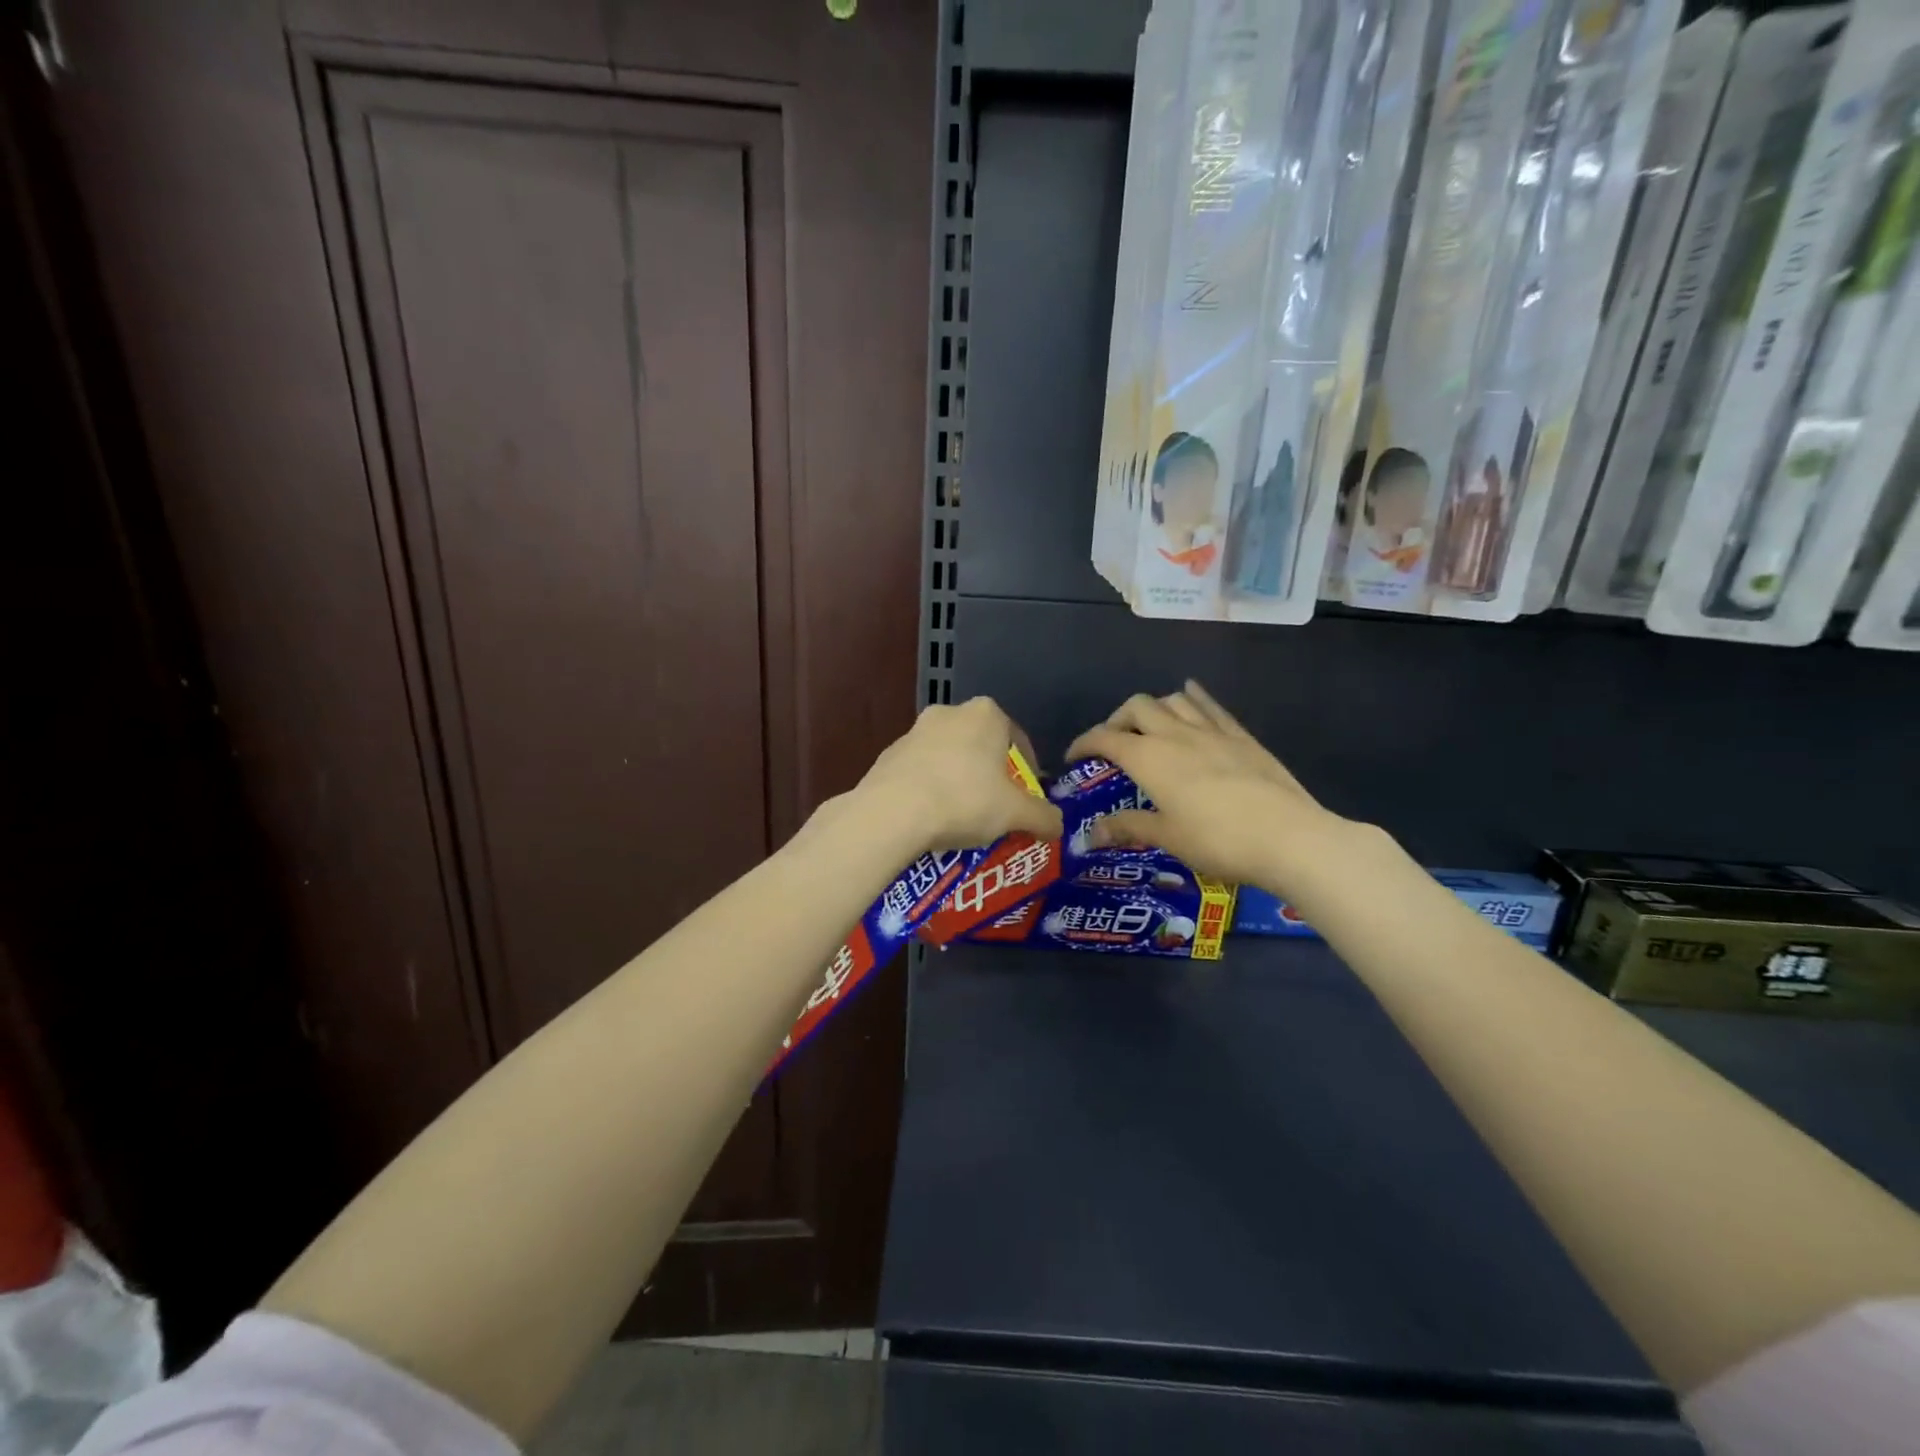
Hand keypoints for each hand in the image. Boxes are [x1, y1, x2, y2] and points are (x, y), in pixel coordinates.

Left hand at [851, 697, 1062, 855]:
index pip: (1018, 740)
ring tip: (962, 820)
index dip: (1027, 773)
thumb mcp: (1017, 814)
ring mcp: (914, 731)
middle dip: (990, 777)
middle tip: (996, 811)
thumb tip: (1058, 826)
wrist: (893, 812)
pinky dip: (930, 790)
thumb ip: (1045, 817)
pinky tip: (931, 819)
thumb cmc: (966, 800)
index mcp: (987, 714)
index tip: (1025, 801)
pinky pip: (920, 773)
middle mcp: (950, 712)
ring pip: (949, 759)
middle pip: (981, 747)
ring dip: (958, 782)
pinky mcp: (889, 754)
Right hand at [1065, 680, 1351, 890]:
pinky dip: (1194, 698)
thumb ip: (1128, 827)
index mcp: (1149, 758)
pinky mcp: (1241, 736)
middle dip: (1117, 720)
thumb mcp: (1167, 838)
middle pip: (1136, 707)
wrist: (1289, 837)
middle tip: (1114, 745)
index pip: (1105, 738)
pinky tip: (1191, 696)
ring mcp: (1211, 731)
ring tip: (1150, 728)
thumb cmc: (1218, 841)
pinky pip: (1211, 706)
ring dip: (1153, 708)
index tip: (1074, 757)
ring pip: (1173, 699)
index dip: (1084, 743)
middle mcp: (1175, 734)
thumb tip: (1091, 833)